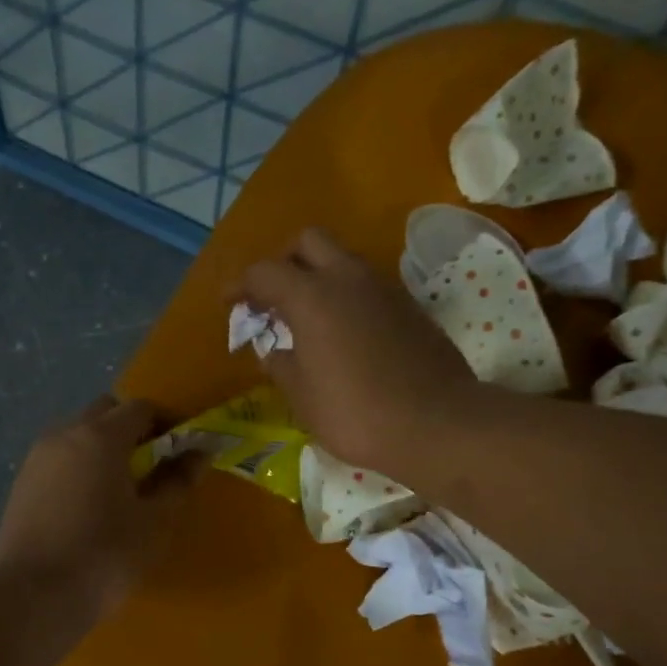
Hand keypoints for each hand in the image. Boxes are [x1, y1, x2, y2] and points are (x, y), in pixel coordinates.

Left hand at [0, 397, 199, 623]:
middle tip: (152, 466)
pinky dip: (80, 466)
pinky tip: (89, 504)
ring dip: (103, 446)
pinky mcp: (21, 483)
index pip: (141, 408)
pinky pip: (59, 458)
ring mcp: (37, 457)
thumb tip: (199, 453)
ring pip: (78, 433)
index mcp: (100, 436)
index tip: (183, 450)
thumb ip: (178, 480)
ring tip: (121, 488)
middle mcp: (64, 434)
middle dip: (133, 429)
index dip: (167, 423)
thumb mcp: (154, 521)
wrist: (32, 597)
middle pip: (105, 412)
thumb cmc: (104, 555)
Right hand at [236, 228, 478, 476]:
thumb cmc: (355, 413)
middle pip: (309, 242)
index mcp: (312, 297)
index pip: (264, 272)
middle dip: (285, 262)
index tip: (229, 304)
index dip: (240, 285)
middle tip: (274, 298)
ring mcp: (385, 289)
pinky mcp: (410, 307)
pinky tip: (344, 334)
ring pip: (343, 261)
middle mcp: (348, 279)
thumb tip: (275, 351)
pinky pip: (368, 286)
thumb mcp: (302, 396)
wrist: (437, 424)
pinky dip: (347, 297)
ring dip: (319, 278)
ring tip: (308, 319)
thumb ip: (281, 365)